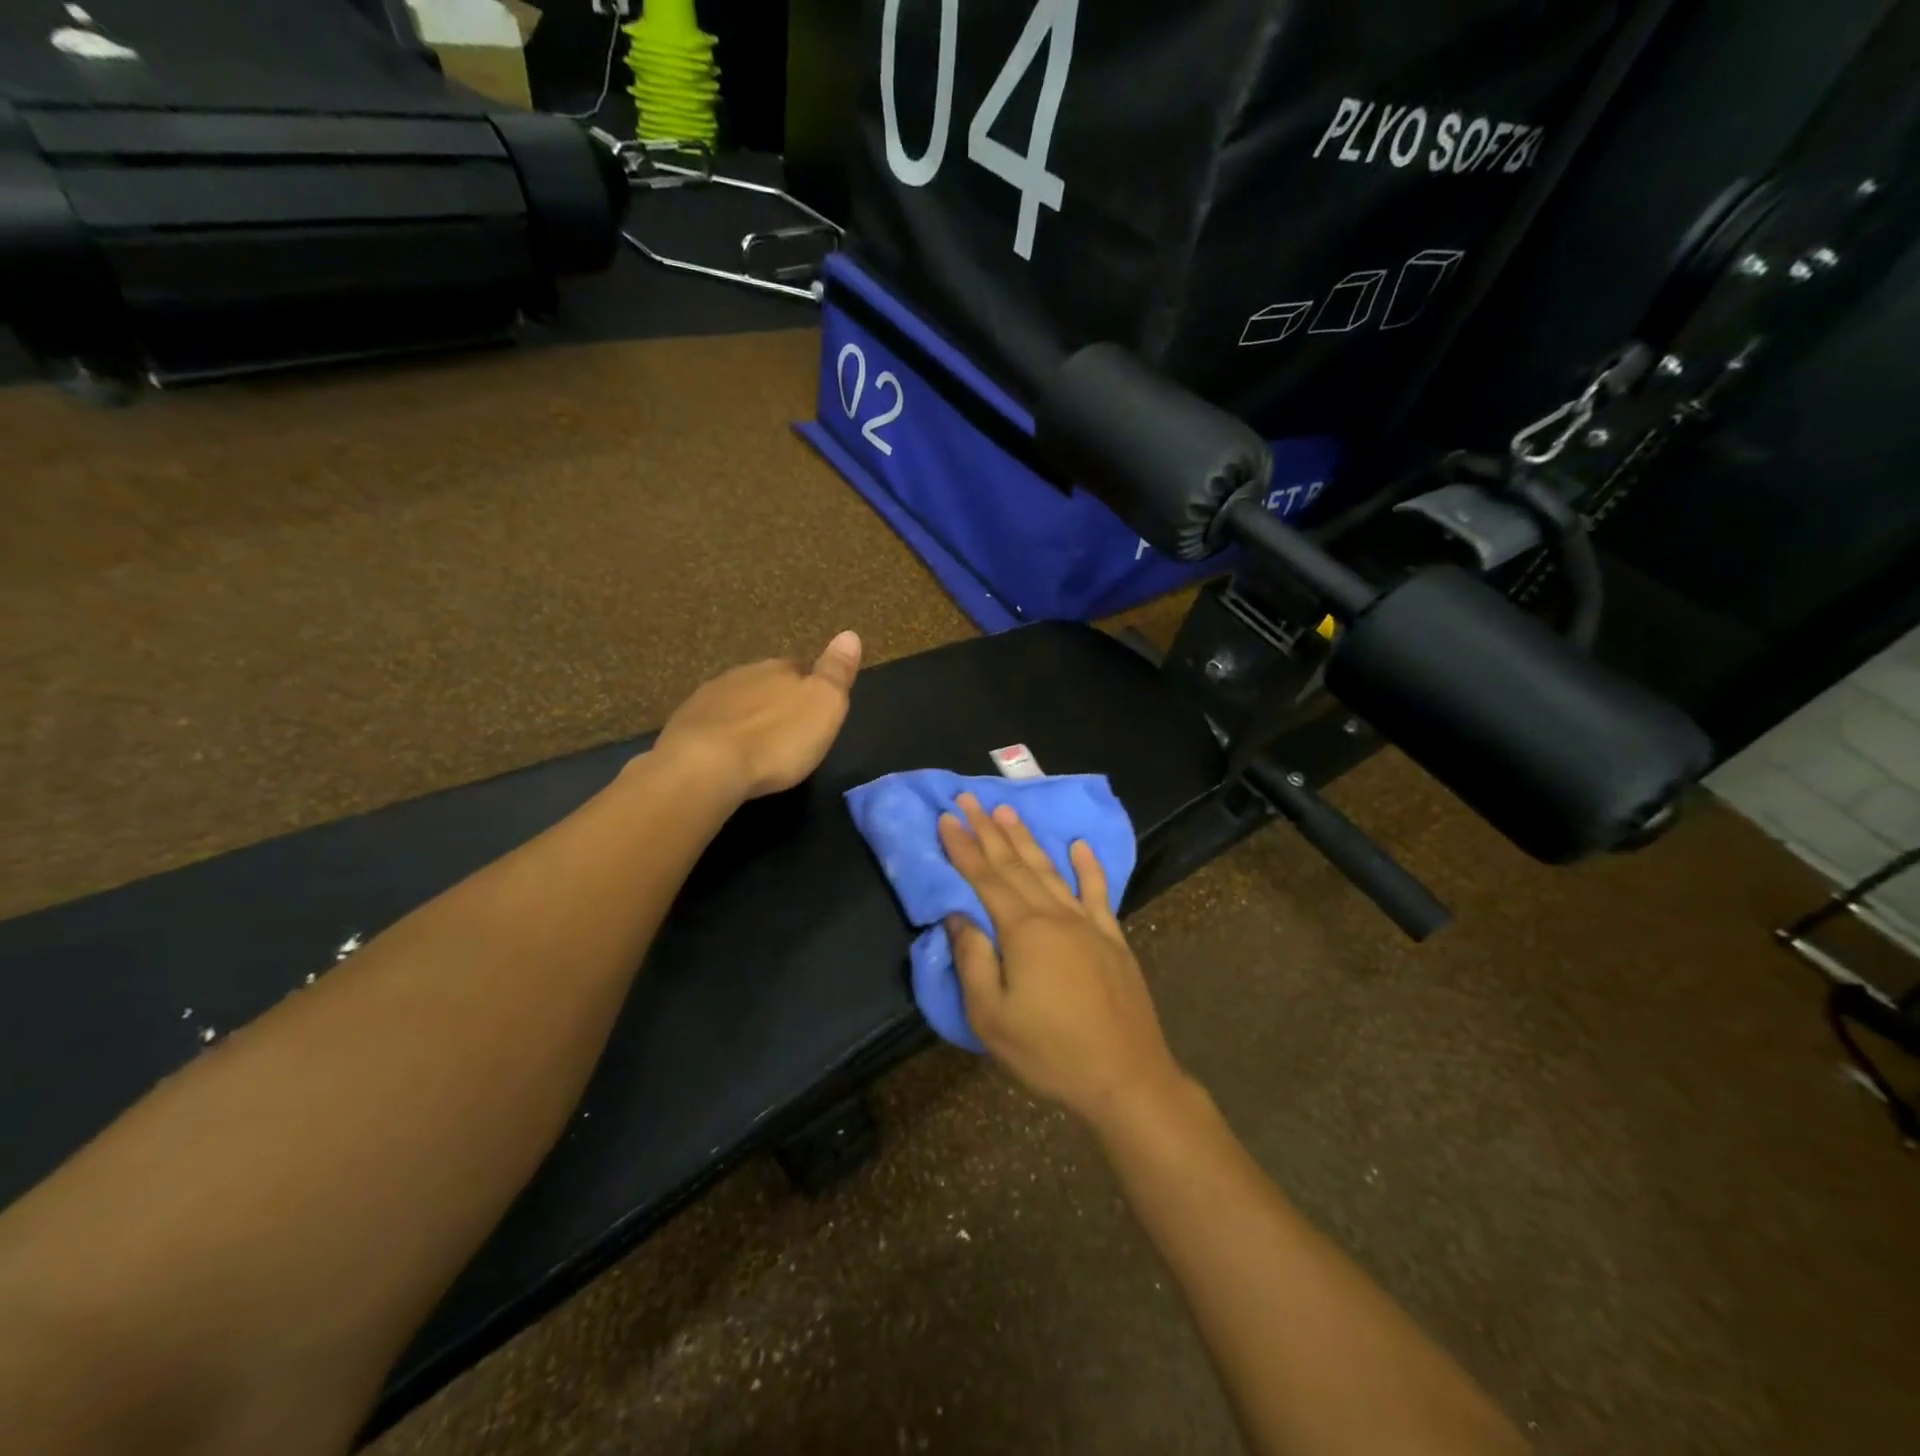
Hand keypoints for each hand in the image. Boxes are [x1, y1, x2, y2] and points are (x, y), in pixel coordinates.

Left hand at [655, 631, 861, 800]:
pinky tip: (725, 754)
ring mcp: (708, 698)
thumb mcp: (824, 706)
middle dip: (775, 701)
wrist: (706, 767)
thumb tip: (850, 634)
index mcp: (779, 669)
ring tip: (756, 744)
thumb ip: (837, 671)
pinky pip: (710, 723)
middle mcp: (742, 674)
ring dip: (746, 717)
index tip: (814, 709)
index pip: (799, 668)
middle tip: (786, 729)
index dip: (808, 686)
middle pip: (765, 682)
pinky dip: (720, 735)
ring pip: (736, 701)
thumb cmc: (777, 740)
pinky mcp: (683, 725)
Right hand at [939, 795, 1186, 1127]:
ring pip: (1051, 870)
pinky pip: (1098, 892)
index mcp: (1023, 931)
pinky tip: (1081, 846)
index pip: (985, 878)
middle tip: (971, 798)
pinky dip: (1089, 867)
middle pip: (1016, 865)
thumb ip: (972, 960)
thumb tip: (957, 915)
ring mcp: (1088, 924)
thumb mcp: (991, 1017)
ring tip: (1008, 811)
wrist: (1125, 1077)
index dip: (963, 847)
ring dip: (1028, 839)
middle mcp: (1055, 915)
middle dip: (989, 830)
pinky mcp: (1112, 939)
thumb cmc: (1050, 1052)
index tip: (947, 817)